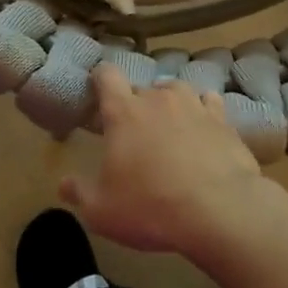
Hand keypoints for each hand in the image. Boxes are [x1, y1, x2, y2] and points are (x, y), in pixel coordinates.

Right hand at [62, 65, 265, 254]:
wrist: (220, 210)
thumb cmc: (151, 207)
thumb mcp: (102, 211)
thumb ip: (80, 193)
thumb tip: (64, 183)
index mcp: (124, 112)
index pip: (107, 76)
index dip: (100, 78)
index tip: (97, 88)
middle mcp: (158, 98)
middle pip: (142, 88)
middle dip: (135, 104)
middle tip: (134, 130)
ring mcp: (194, 105)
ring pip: (176, 90)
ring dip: (169, 103)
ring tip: (169, 125)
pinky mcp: (223, 119)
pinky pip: (209, 103)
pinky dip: (203, 110)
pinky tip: (204, 126)